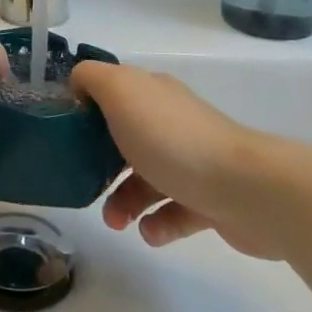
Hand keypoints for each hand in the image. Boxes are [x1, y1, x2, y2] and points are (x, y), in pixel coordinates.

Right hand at [72, 61, 280, 258]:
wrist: (245, 189)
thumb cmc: (173, 138)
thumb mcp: (121, 92)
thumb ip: (92, 79)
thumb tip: (78, 85)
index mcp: (153, 94)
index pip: (114, 94)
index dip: (87, 112)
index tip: (66, 138)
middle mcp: (173, 122)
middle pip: (127, 139)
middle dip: (101, 164)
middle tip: (85, 185)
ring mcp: (194, 161)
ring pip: (148, 179)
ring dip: (125, 201)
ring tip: (116, 222)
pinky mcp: (210, 199)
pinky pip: (175, 211)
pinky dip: (158, 224)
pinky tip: (150, 233)